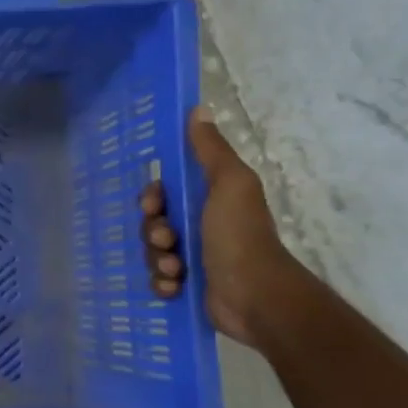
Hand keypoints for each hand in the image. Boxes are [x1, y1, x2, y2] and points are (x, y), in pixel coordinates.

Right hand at [142, 106, 306, 346]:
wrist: (255, 297)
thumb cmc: (240, 236)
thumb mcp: (230, 185)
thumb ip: (211, 151)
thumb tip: (199, 110)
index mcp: (209, 200)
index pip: (164, 192)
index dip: (152, 197)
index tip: (153, 205)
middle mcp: (200, 226)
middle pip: (153, 223)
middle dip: (153, 232)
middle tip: (168, 240)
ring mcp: (194, 259)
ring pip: (152, 253)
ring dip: (158, 260)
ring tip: (176, 269)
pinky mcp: (188, 288)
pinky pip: (157, 280)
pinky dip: (162, 284)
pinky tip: (175, 287)